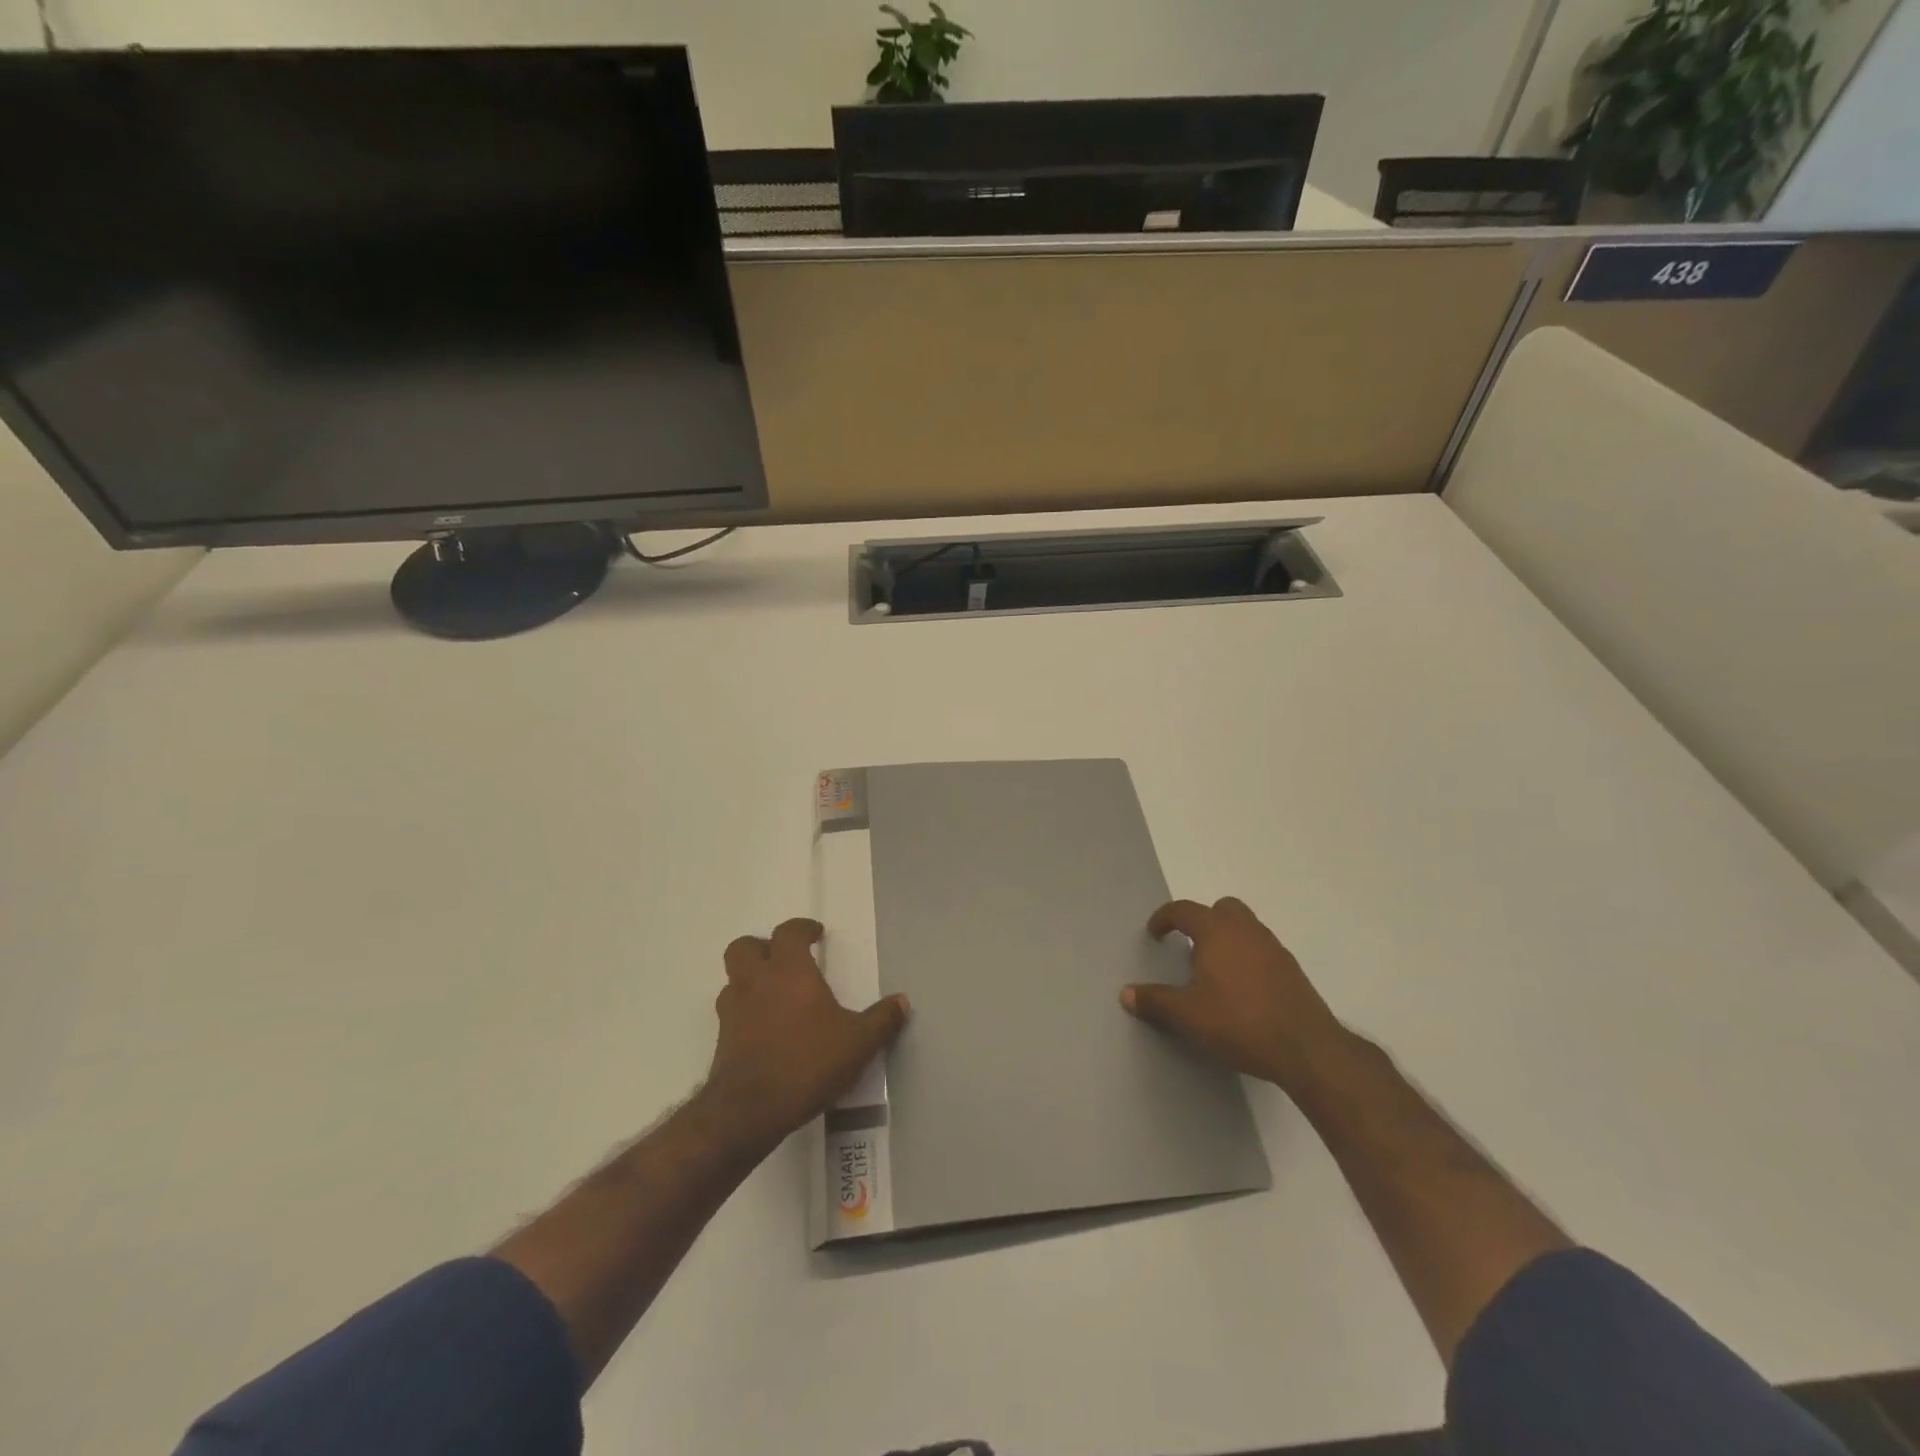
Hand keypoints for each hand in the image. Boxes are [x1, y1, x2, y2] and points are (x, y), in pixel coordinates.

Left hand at [700, 918, 909, 1152]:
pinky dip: (744, 1011)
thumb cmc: (808, 1062)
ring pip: (733, 978)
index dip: (802, 928)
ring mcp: (733, 1010)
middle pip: (744, 947)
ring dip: (750, 978)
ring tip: (773, 994)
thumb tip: (902, 1001)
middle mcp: (756, 982)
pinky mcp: (722, 1039)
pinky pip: (731, 1012)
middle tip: (784, 959)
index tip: (816, 934)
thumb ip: (881, 1020)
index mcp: (789, 971)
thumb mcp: (859, 1042)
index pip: (788, 932)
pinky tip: (764, 1029)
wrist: (751, 1109)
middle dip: (762, 946)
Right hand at [1123, 897, 1349, 1092]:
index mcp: (1217, 931)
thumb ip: (1155, 1001)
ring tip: (1214, 971)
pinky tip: (1241, 989)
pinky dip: (1247, 958)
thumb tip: (1126, 993)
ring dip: (1227, 939)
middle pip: (1222, 909)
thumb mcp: (1187, 1015)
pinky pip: (1262, 950)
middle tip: (1190, 948)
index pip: (1184, 910)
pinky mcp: (1292, 970)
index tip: (1155, 933)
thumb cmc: (1239, 1022)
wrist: (1306, 1048)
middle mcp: (1246, 930)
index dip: (1165, 918)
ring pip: (1245, 928)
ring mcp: (1273, 948)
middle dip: (1203, 921)